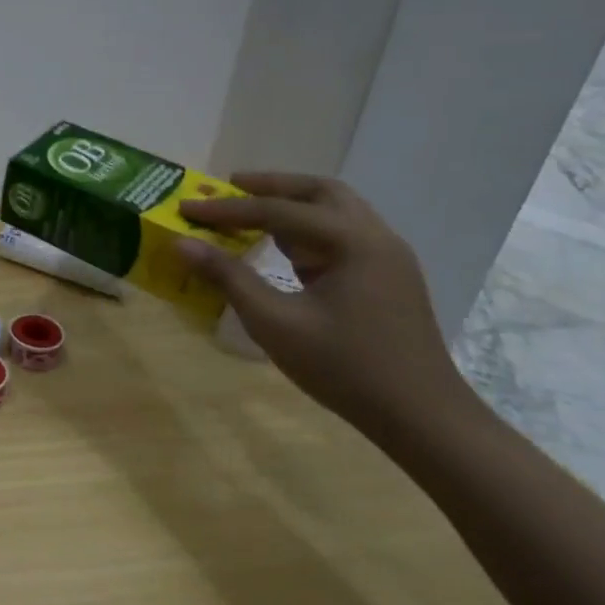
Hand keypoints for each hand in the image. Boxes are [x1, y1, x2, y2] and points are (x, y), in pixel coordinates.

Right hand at [175, 172, 477, 435]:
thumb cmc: (345, 368)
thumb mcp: (274, 323)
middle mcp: (376, 238)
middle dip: (270, 186)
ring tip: (249, 211)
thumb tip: (182, 244)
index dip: (227, 208)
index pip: (278, 211)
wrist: (423, 418)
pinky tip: (281, 246)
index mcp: (353, 242)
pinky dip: (306, 229)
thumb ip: (228, 278)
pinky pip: (341, 235)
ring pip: (335, 211)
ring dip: (291, 204)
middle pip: (319, 192)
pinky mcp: (386, 278)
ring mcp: (386, 258)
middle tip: (227, 186)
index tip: (186, 206)